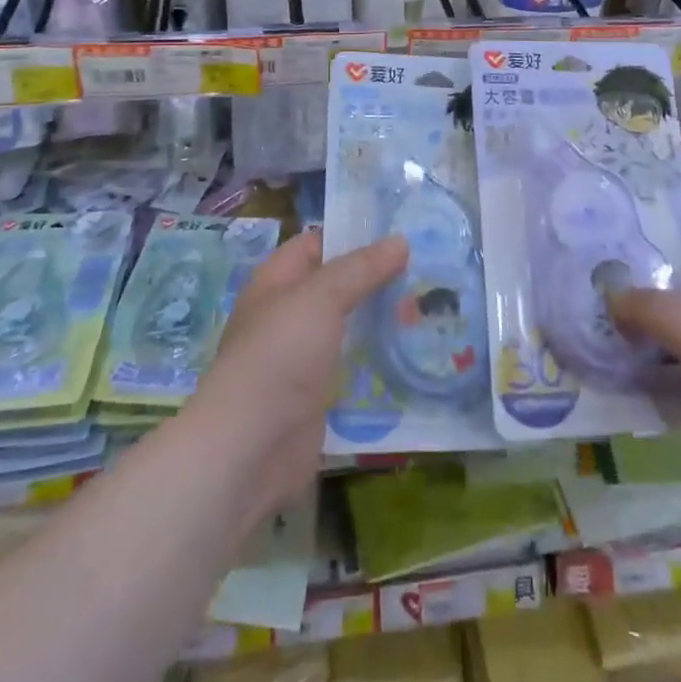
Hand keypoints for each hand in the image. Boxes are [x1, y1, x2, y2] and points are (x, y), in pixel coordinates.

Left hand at [184, 232, 406, 525]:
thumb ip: (361, 269)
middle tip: (427, 275)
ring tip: (430, 312)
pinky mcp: (318, 397)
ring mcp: (302, 359)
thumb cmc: (279, 355)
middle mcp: (288, 315)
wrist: (250, 447)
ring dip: (381, 322)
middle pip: (337, 288)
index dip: (353, 236)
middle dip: (376, 281)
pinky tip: (413, 356)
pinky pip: (353, 369)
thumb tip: (400, 241)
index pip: (317, 245)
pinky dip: (378, 362)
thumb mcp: (321, 297)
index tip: (400, 234)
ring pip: (349, 329)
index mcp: (277, 282)